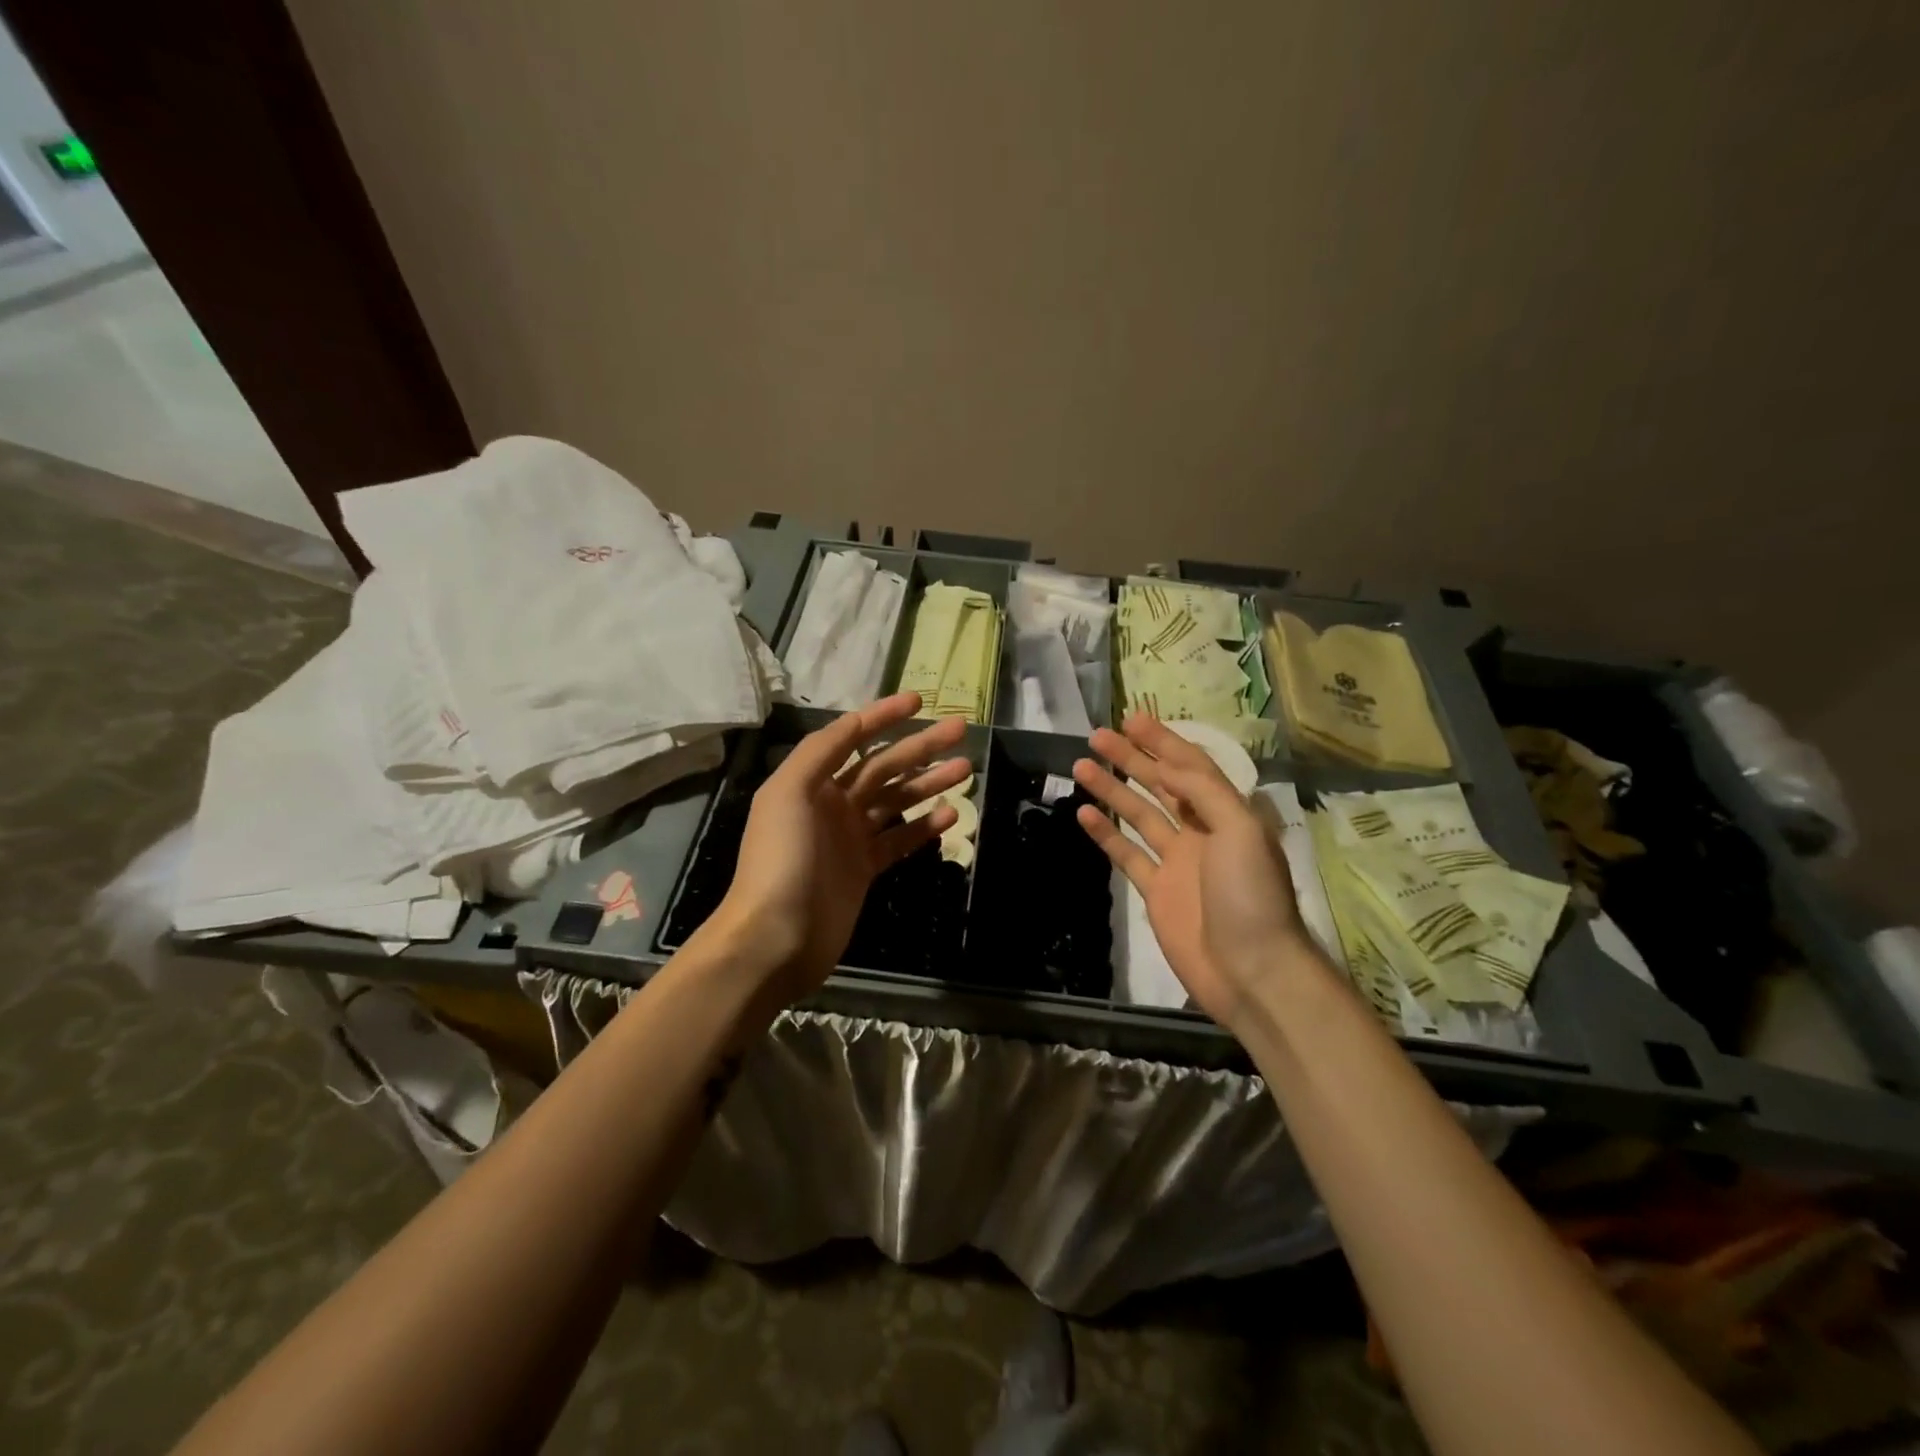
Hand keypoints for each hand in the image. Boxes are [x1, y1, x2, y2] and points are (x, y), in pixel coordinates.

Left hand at [707, 692, 969, 1000]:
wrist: (776, 937)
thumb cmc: (781, 858)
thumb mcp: (789, 792)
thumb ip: (820, 752)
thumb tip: (855, 721)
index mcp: (811, 781)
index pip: (853, 737)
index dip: (884, 716)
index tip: (919, 701)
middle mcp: (831, 803)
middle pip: (884, 766)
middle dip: (920, 747)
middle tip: (959, 730)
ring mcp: (850, 837)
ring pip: (897, 800)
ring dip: (929, 782)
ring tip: (965, 768)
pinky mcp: (865, 869)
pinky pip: (900, 839)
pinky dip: (924, 826)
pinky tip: (951, 814)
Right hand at [1072, 714, 1308, 1029]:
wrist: (1250, 970)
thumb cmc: (1251, 896)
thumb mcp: (1240, 831)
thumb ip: (1205, 792)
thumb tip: (1169, 767)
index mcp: (1228, 814)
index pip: (1191, 766)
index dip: (1163, 741)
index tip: (1132, 720)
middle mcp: (1202, 831)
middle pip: (1161, 785)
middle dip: (1132, 758)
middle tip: (1098, 736)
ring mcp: (1177, 862)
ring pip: (1139, 815)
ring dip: (1113, 789)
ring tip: (1082, 766)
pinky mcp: (1156, 890)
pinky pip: (1127, 854)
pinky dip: (1106, 834)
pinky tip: (1085, 814)